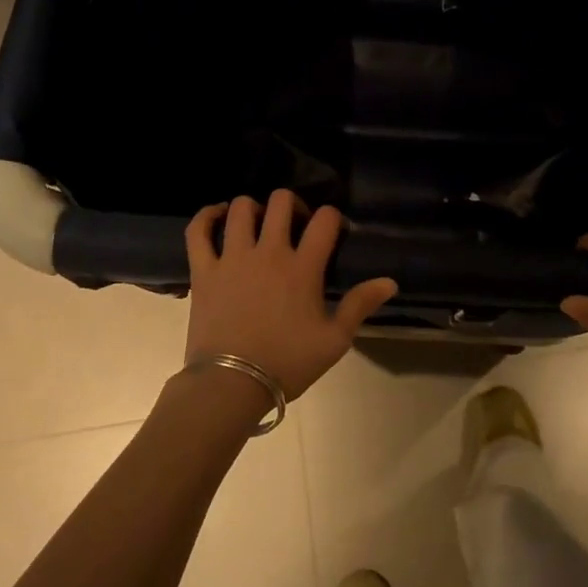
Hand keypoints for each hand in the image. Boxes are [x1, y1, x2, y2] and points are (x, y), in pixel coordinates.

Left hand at [184, 190, 397, 400]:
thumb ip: (360, 305)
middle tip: (295, 224)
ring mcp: (232, 258)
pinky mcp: (204, 270)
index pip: (325, 220)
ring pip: (240, 208)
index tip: (334, 231)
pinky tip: (217, 216)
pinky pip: (198, 230)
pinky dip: (206, 216)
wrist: (231, 384)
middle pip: (281, 202)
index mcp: (303, 267)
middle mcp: (269, 252)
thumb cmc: (287, 363)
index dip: (333, 217)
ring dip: (253, 208)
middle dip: (293, 204)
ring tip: (258, 223)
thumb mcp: (334, 341)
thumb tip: (389, 282)